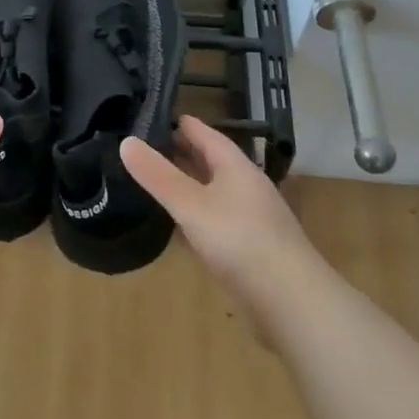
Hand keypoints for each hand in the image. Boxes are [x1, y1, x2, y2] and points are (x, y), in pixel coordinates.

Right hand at [120, 116, 313, 305]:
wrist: (292, 303)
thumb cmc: (240, 241)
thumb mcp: (191, 204)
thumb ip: (158, 175)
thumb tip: (126, 141)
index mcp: (237, 167)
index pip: (205, 134)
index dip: (180, 124)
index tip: (152, 115)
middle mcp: (246, 187)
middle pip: (211, 161)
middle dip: (181, 152)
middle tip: (144, 146)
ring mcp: (251, 219)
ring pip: (213, 191)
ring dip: (188, 184)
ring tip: (155, 180)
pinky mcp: (250, 248)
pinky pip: (216, 219)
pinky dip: (195, 214)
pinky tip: (179, 224)